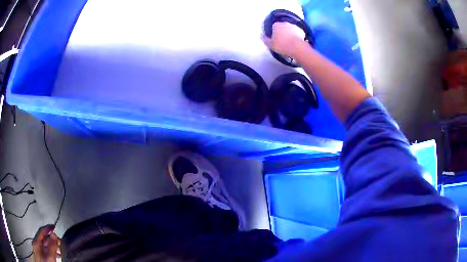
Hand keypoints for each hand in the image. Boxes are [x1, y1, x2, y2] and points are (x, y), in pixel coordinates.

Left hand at [32, 225, 60, 261]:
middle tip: (59, 240)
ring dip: (52, 246)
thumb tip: (53, 234)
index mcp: (37, 242)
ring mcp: (38, 250)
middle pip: (44, 238)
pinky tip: (55, 255)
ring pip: (45, 245)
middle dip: (52, 239)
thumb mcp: (50, 256)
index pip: (42, 231)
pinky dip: (51, 251)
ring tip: (59, 249)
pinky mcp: (41, 255)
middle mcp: (36, 244)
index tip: (53, 226)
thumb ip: (51, 245)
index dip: (48, 228)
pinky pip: (45, 250)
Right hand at [262, 22, 305, 57]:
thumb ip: (265, 39)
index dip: (274, 32)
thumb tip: (261, 36)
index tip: (275, 39)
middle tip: (283, 40)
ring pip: (290, 29)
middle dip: (282, 32)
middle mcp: (285, 23)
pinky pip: (297, 32)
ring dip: (290, 33)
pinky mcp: (302, 30)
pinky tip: (296, 42)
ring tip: (290, 42)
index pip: (274, 27)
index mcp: (276, 25)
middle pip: (283, 27)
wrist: (297, 47)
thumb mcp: (270, 44)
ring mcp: (294, 26)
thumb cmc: (282, 45)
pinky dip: (297, 36)